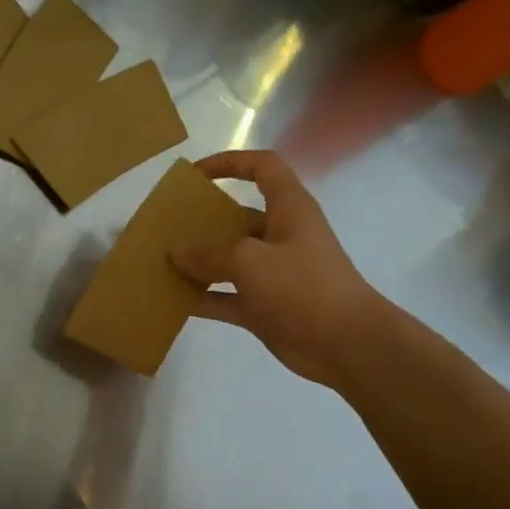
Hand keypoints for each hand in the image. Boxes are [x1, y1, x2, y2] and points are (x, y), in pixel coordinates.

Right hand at [169, 150, 384, 389]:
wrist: (347, 345)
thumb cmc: (304, 288)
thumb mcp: (251, 261)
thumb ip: (210, 254)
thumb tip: (176, 251)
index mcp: (289, 210)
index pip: (263, 168)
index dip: (231, 163)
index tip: (195, 175)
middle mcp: (281, 237)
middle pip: (238, 218)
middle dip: (204, 221)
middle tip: (167, 228)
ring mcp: (273, 274)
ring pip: (229, 261)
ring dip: (198, 263)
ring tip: (162, 264)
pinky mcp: (266, 307)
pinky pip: (227, 297)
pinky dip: (204, 298)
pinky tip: (174, 301)